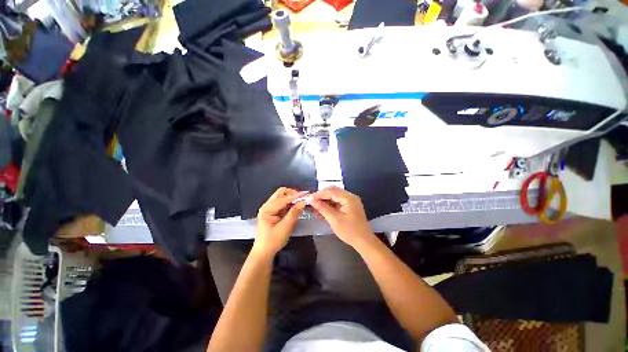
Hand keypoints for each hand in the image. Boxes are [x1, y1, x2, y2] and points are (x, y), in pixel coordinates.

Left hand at [253, 187, 307, 257]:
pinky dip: (290, 203)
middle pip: (281, 193)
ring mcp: (270, 208)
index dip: (295, 196)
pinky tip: (296, 206)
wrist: (264, 252)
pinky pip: (283, 203)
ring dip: (292, 198)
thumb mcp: (285, 227)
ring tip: (301, 202)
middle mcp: (267, 206)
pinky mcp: (273, 212)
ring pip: (282, 197)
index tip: (306, 194)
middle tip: (302, 198)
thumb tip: (303, 202)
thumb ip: (294, 213)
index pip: (283, 199)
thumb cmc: (273, 241)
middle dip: (292, 194)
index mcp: (267, 209)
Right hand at [310, 186, 375, 248]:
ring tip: (315, 206)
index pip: (331, 191)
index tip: (309, 198)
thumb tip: (311, 200)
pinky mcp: (349, 206)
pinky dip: (329, 205)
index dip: (319, 194)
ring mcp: (350, 201)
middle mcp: (350, 197)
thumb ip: (322, 208)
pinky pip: (337, 202)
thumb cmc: (349, 231)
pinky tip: (322, 209)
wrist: (363, 242)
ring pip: (334, 196)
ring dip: (325, 200)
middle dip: (322, 196)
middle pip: (333, 192)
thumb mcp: (334, 220)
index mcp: (349, 198)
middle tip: (311, 201)